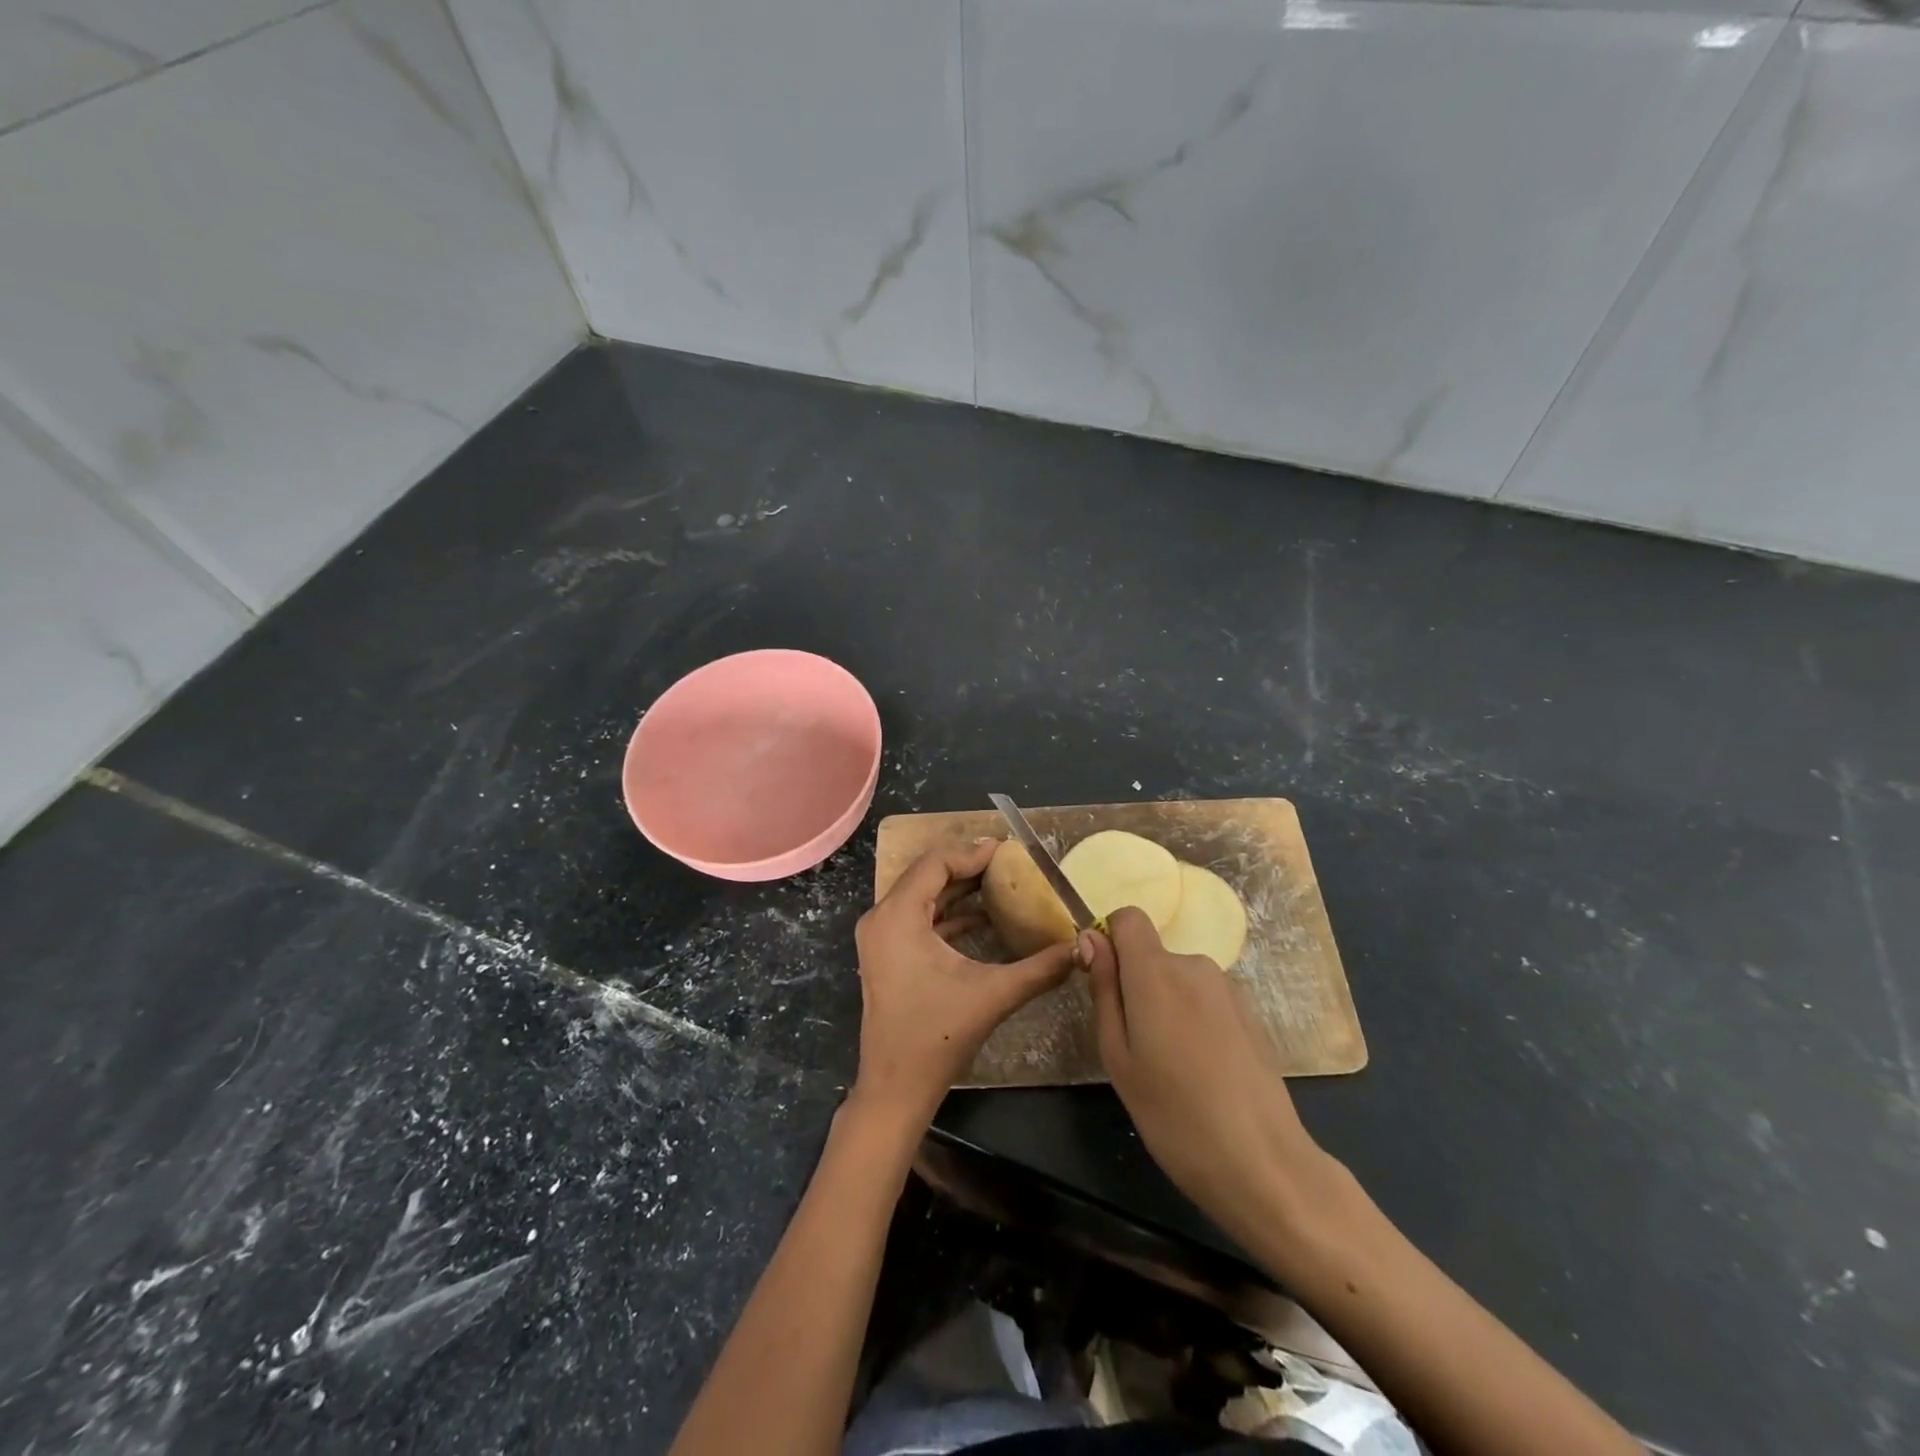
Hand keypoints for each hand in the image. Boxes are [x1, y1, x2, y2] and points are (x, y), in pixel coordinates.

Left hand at [851, 840, 1075, 1126]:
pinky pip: (917, 918)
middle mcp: (881, 918)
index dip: (972, 853)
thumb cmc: (938, 1035)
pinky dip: (948, 913)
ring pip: (922, 897)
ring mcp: (880, 937)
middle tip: (1008, 864)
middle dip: (967, 867)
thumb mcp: (993, 994)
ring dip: (959, 890)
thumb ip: (1040, 968)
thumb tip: (1081, 948)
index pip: (935, 864)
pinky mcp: (886, 954)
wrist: (896, 1086)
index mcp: (897, 916)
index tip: (1007, 850)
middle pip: (926, 875)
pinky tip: (984, 919)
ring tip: (1001, 885)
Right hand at [1083, 907, 1335, 1243]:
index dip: (1110, 940)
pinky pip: (1205, 999)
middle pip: (1152, 954)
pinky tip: (1203, 1072)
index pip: (1128, 918)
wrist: (1263, 1163)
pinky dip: (1194, 1020)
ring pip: (1178, 979)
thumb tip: (1092, 938)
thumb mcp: (1118, 1056)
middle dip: (1137, 986)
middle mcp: (1194, 965)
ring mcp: (1228, 988)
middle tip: (1136, 1047)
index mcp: (1156, 972)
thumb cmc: (1173, 1115)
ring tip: (1171, 1067)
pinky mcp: (1250, 1013)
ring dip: (1166, 1006)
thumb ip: (1104, 989)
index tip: (1105, 983)